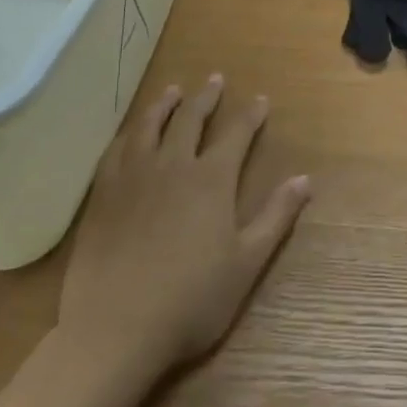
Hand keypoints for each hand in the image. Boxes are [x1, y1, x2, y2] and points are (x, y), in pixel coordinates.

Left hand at [59, 76, 309, 370]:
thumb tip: (304, 179)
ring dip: (165, 105)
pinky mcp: (102, 195)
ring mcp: (133, 178)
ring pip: (150, 127)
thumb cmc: (192, 299)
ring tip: (173, 90)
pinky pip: (116, 150)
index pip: (236, 134)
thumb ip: (276, 216)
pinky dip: (129, 133)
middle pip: (191, 120)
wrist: (116, 327)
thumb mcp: (247, 262)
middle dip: (207, 98)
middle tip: (215, 79)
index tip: (260, 99)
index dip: (250, 115)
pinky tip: (131, 132)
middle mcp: (172, 166)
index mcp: (211, 180)